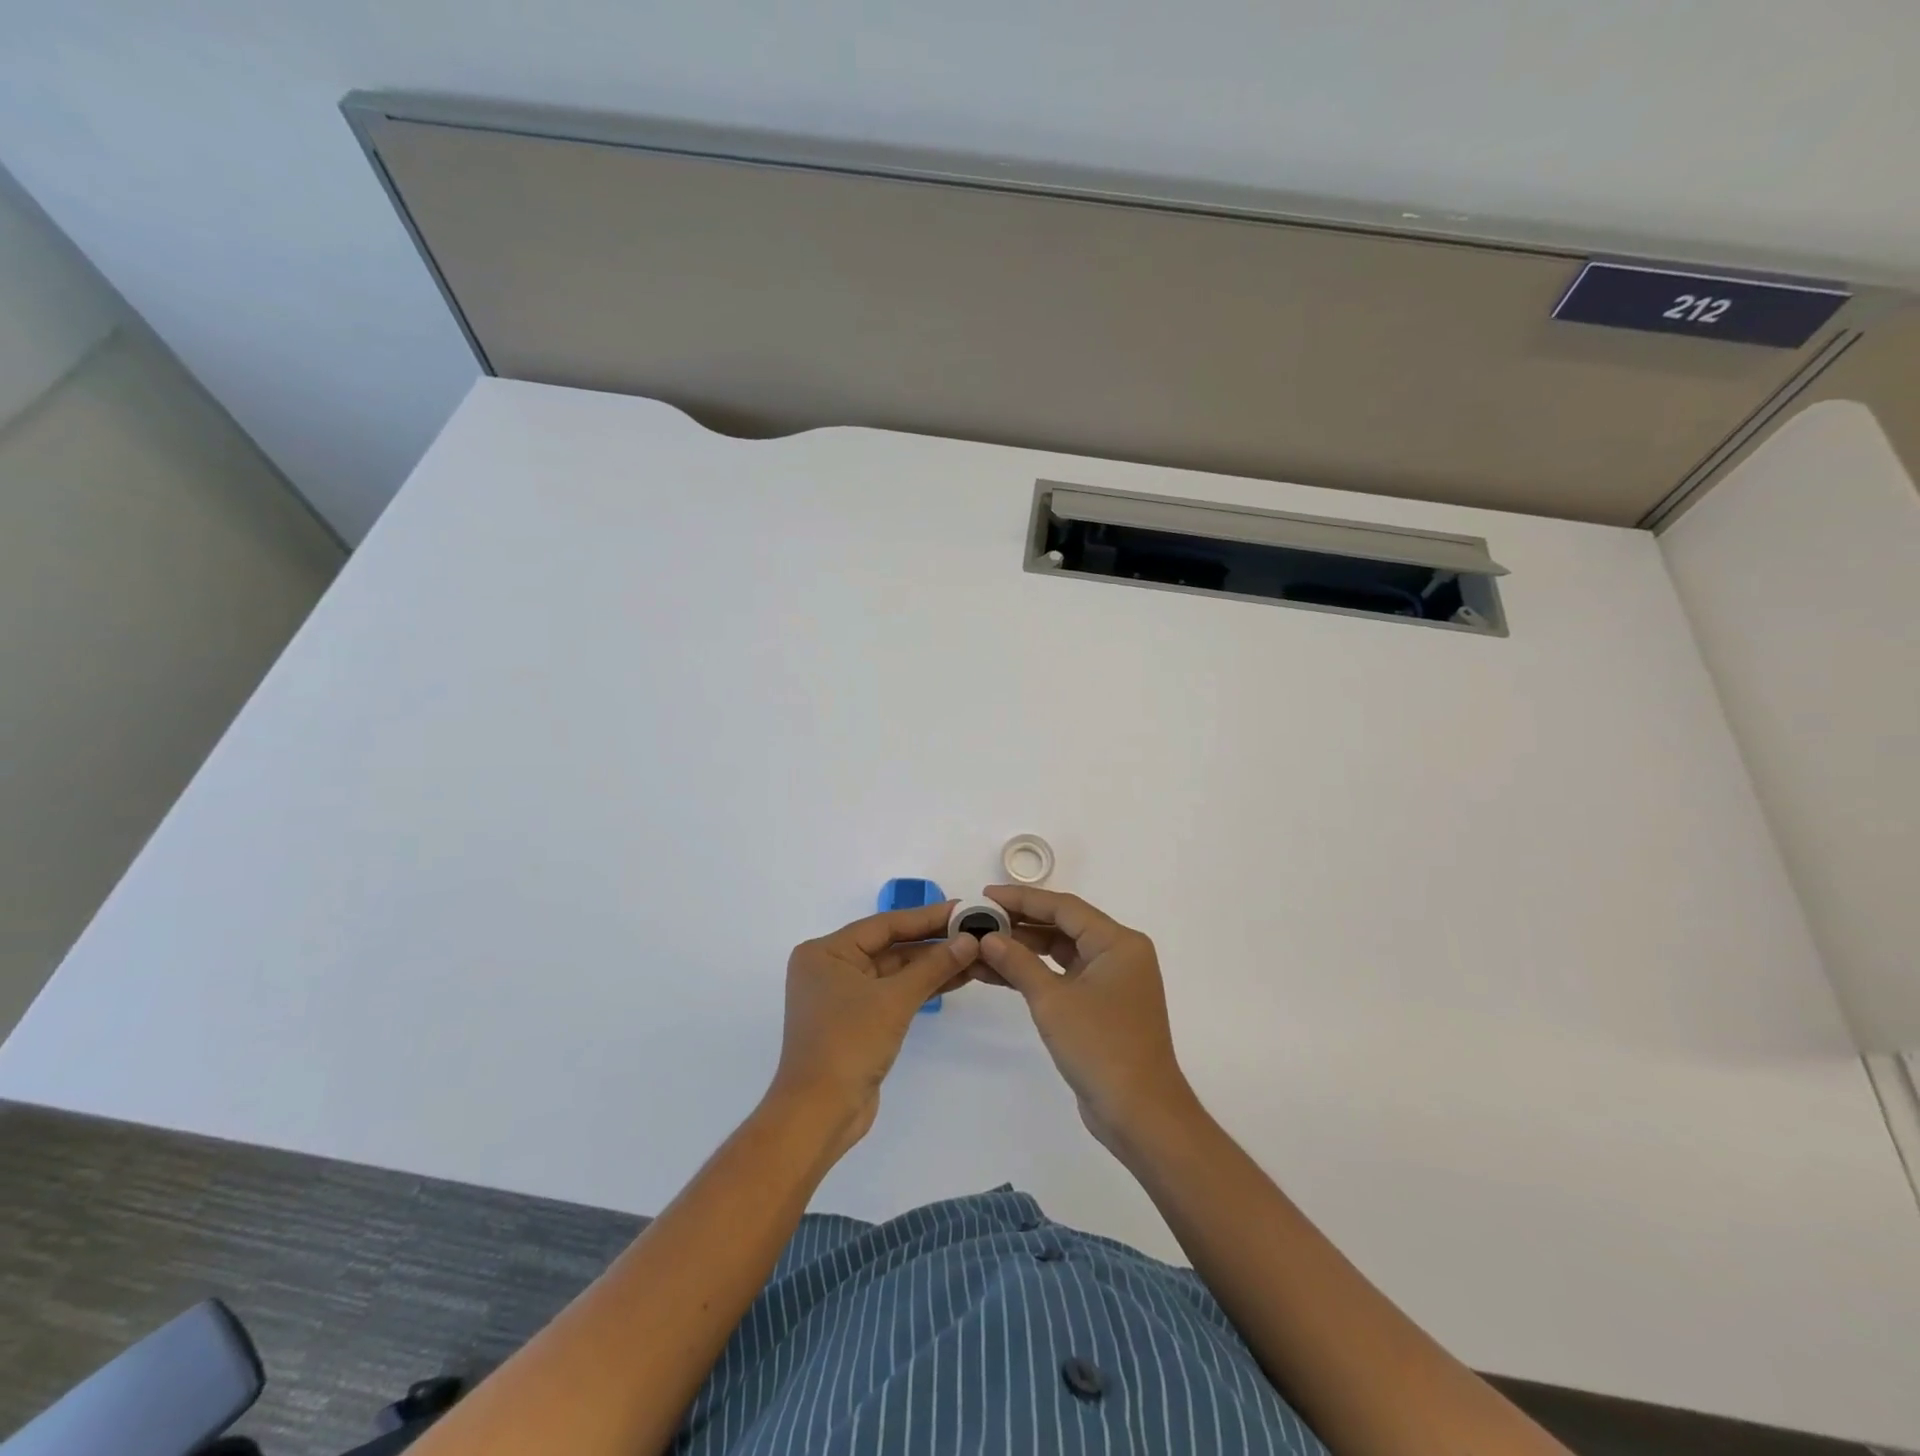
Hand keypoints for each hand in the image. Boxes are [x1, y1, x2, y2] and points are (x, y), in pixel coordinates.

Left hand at [771, 902, 979, 1161]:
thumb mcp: (894, 1000)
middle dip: (933, 942)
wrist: (819, 1114)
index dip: (927, 916)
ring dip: (932, 965)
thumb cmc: (848, 1044)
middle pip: (890, 946)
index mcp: (826, 951)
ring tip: (975, 953)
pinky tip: (956, 978)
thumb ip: (933, 966)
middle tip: (975, 930)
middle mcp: (831, 966)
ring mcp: (843, 995)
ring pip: (895, 970)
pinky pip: (893, 992)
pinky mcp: (857, 1020)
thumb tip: (970, 939)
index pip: (885, 924)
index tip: (963, 908)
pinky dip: (921, 986)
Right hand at [976, 886, 1195, 1150]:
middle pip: (1063, 926)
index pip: (1064, 907)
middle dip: (1020, 924)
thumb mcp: (1053, 1001)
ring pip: (1061, 952)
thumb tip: (988, 938)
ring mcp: (1111, 981)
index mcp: (1118, 942)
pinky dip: (1035, 974)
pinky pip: (1064, 976)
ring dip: (1023, 951)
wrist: (1140, 1114)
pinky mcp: (1102, 1006)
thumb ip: (1018, 963)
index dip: (1022, 899)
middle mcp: (1119, 954)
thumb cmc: (1101, 1047)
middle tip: (979, 921)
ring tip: (981, 947)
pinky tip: (999, 974)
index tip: (986, 896)